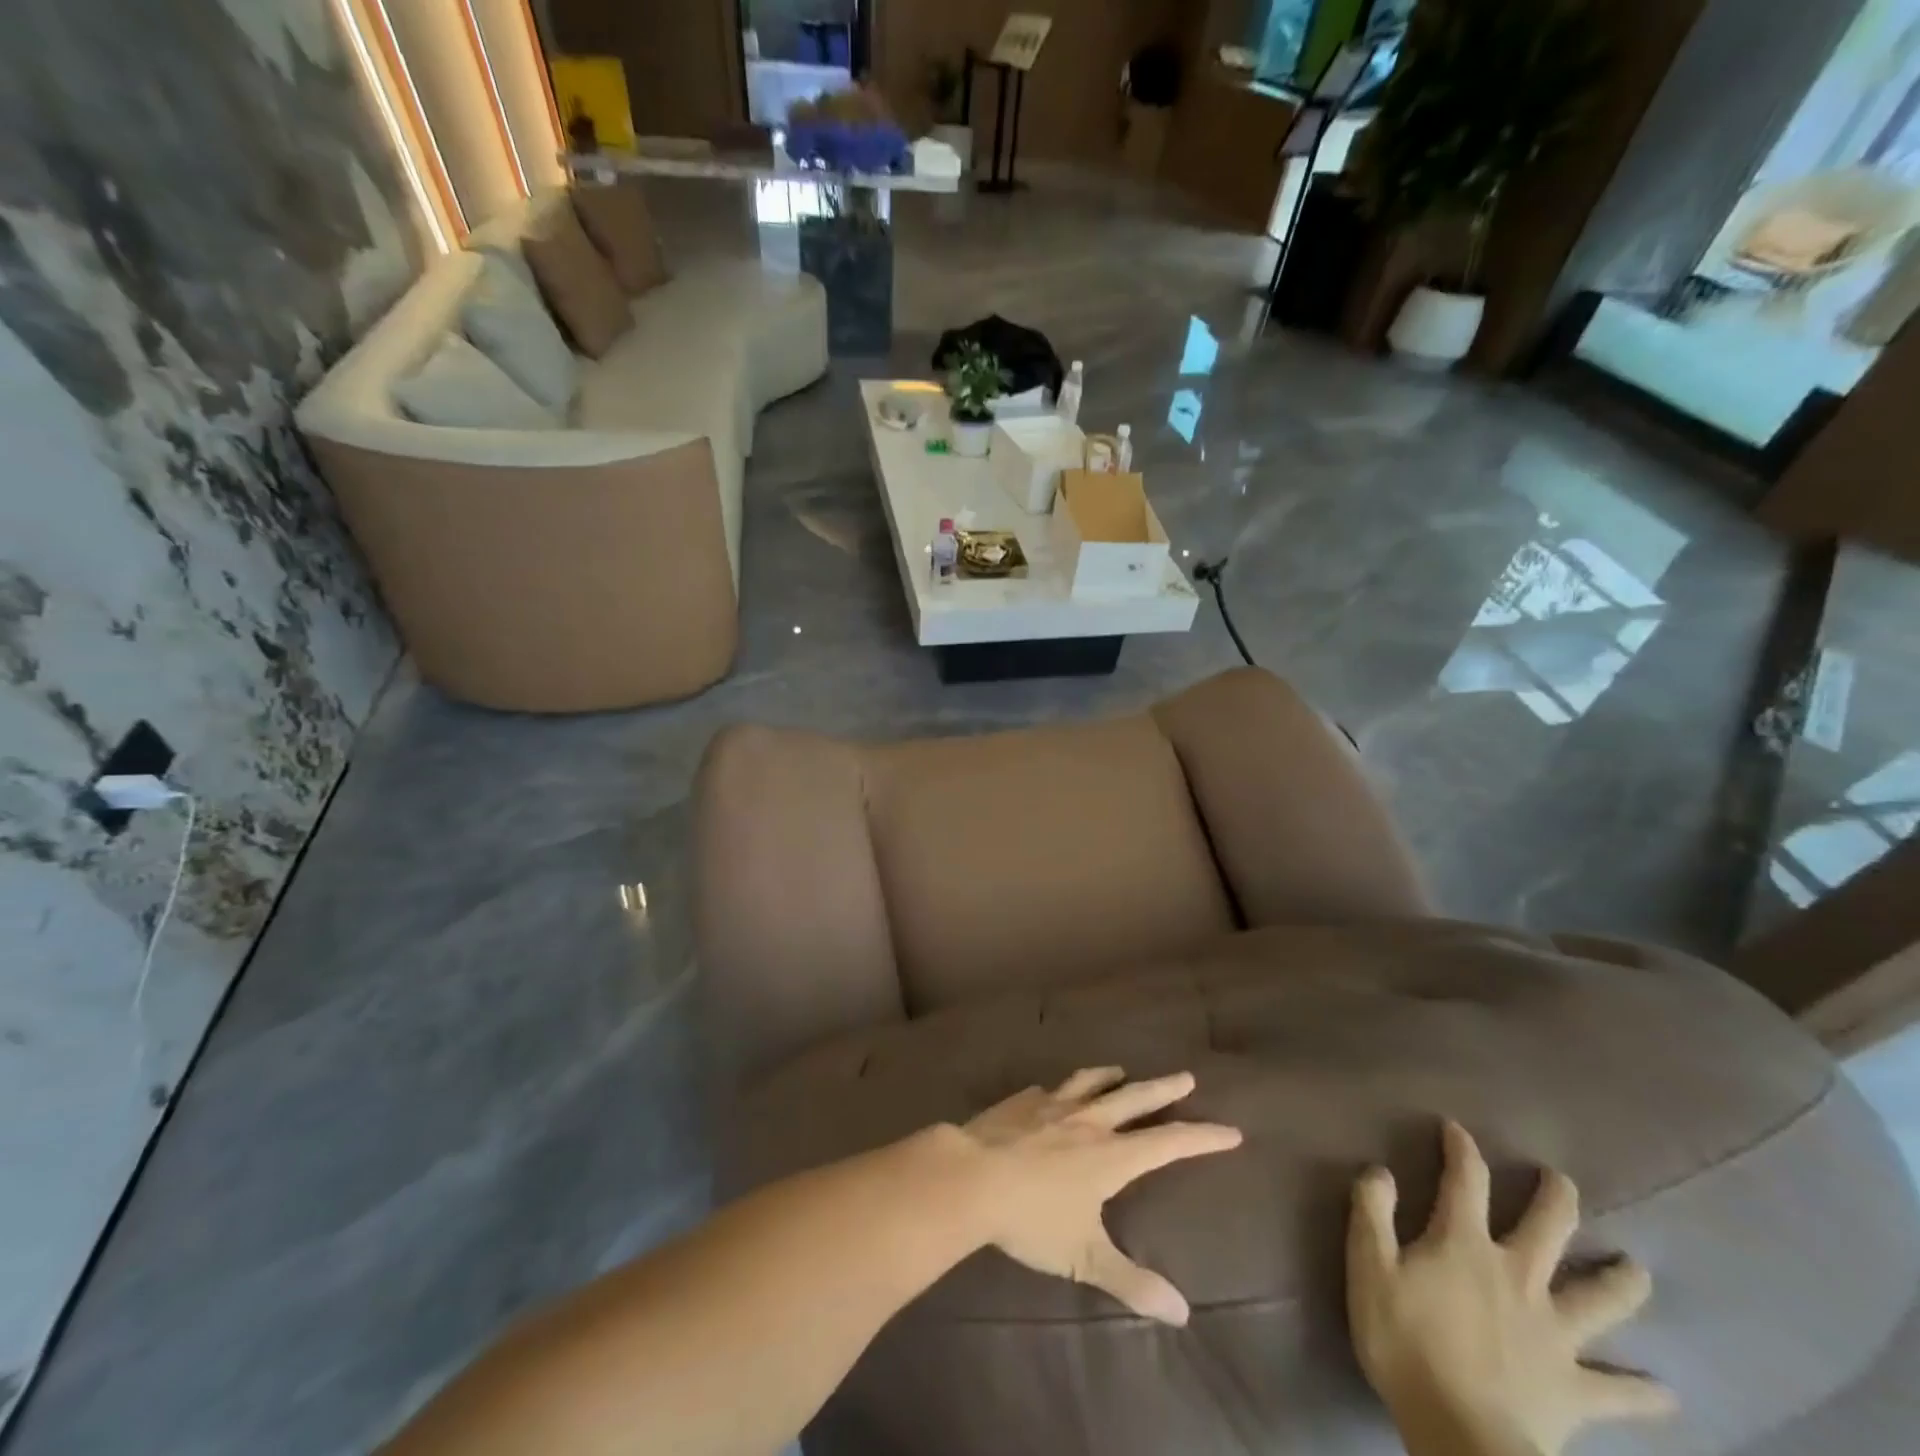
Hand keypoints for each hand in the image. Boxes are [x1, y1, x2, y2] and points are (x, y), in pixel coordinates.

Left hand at [958, 1067, 1241, 1325]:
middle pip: (1134, 1098)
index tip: (1230, 1130)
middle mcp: (1087, 1121)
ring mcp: (1052, 1105)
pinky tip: (1055, 1091)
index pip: (1168, 1143)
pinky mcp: (1021, 1100)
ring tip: (1121, 1071)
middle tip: (1186, 1077)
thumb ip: (1131, 1282)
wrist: (971, 1175)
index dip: (1201, 1137)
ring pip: (1090, 1082)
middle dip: (1164, 1089)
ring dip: (1111, 1076)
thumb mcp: (1084, 1257)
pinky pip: (1050, 1089)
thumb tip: (1181, 1313)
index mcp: (1110, 1155)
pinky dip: (1063, 1088)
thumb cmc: (1031, 1219)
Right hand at [1347, 1122, 1676, 1455]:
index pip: (1465, 1182)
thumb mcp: (1369, 1267)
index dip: (1461, 1150)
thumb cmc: (1406, 1342)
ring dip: (1620, 1283)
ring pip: (1599, 1300)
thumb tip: (1380, 1170)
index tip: (1457, 1129)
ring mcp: (1553, 1333)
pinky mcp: (1574, 1388)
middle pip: (1548, 1228)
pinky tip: (1667, 1395)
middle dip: (1556, 1199)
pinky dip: (1642, 1393)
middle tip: (1562, 1180)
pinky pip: (1617, 1392)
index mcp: (1465, 1246)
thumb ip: (1372, 1213)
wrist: (1463, 1435)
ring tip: (1636, 1269)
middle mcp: (1517, 1276)